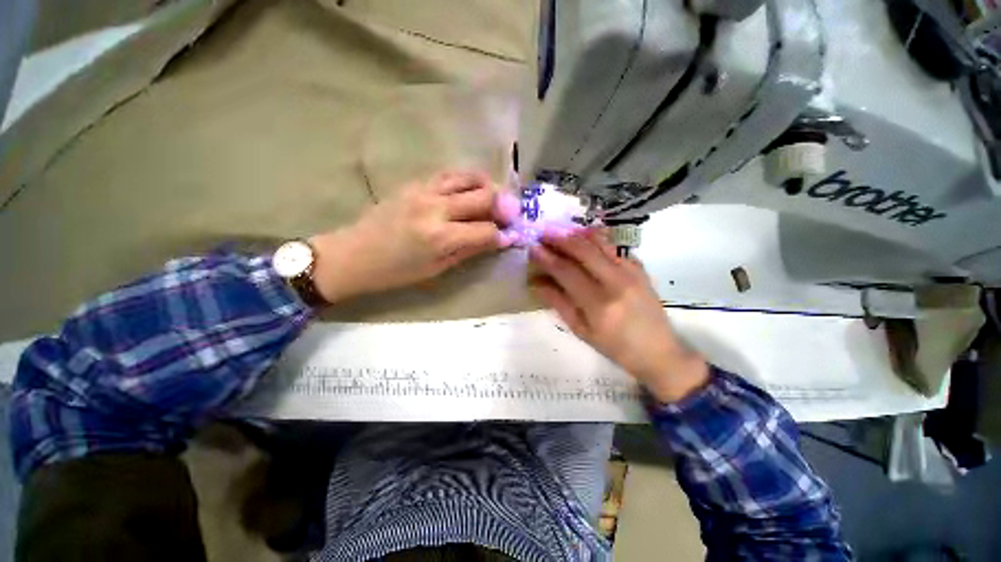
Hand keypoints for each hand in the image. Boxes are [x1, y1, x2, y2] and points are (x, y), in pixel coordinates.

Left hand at [309, 170, 519, 301]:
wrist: (354, 255)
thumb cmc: (396, 272)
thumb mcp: (436, 269)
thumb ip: (468, 250)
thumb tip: (496, 240)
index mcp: (440, 237)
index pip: (486, 230)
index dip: (503, 235)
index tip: (511, 237)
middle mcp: (435, 208)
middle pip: (483, 197)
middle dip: (504, 206)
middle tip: (511, 214)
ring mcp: (424, 191)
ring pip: (468, 178)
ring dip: (488, 186)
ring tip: (495, 197)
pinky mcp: (414, 183)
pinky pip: (449, 175)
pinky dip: (467, 180)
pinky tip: (472, 189)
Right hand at [529, 228, 708, 402]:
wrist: (658, 351)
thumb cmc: (615, 347)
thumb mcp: (581, 331)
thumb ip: (559, 303)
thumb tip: (537, 283)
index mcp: (598, 304)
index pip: (566, 271)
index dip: (547, 258)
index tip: (533, 247)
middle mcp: (616, 282)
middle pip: (583, 250)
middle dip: (560, 239)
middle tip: (544, 234)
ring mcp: (631, 272)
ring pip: (601, 242)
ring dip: (577, 234)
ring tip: (561, 231)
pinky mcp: (640, 268)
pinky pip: (615, 246)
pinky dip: (597, 238)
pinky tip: (585, 237)